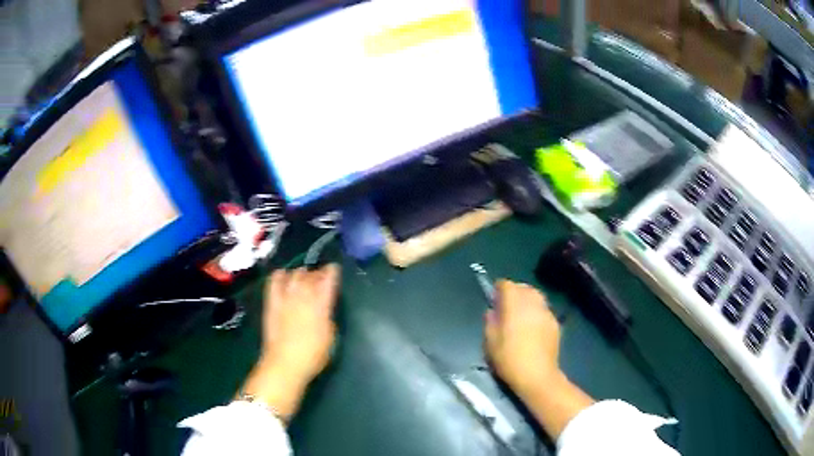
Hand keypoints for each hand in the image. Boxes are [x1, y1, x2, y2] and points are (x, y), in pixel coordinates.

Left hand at [240, 264, 339, 420]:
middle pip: (311, 274)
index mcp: (321, 305)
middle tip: (320, 278)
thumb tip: (324, 306)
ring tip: (303, 278)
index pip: (328, 279)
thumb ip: (328, 316)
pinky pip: (274, 281)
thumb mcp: (330, 336)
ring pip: (294, 274)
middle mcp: (303, 296)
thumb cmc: (313, 355)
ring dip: (301, 274)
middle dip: (317, 273)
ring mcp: (286, 298)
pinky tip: (283, 277)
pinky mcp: (272, 302)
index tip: (334, 269)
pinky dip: (280, 275)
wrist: (285, 363)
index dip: (332, 271)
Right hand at [484, 280, 593, 437]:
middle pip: (524, 287)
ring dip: (527, 300)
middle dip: (514, 292)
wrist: (537, 376)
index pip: (506, 285)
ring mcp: (546, 312)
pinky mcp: (555, 322)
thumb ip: (490, 322)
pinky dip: (536, 311)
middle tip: (506, 307)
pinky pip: (543, 309)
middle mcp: (532, 303)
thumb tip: (493, 311)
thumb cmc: (509, 359)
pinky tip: (532, 327)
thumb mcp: (490, 343)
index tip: (494, 299)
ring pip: (536, 296)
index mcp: (515, 305)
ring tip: (520, 315)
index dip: (499, 289)